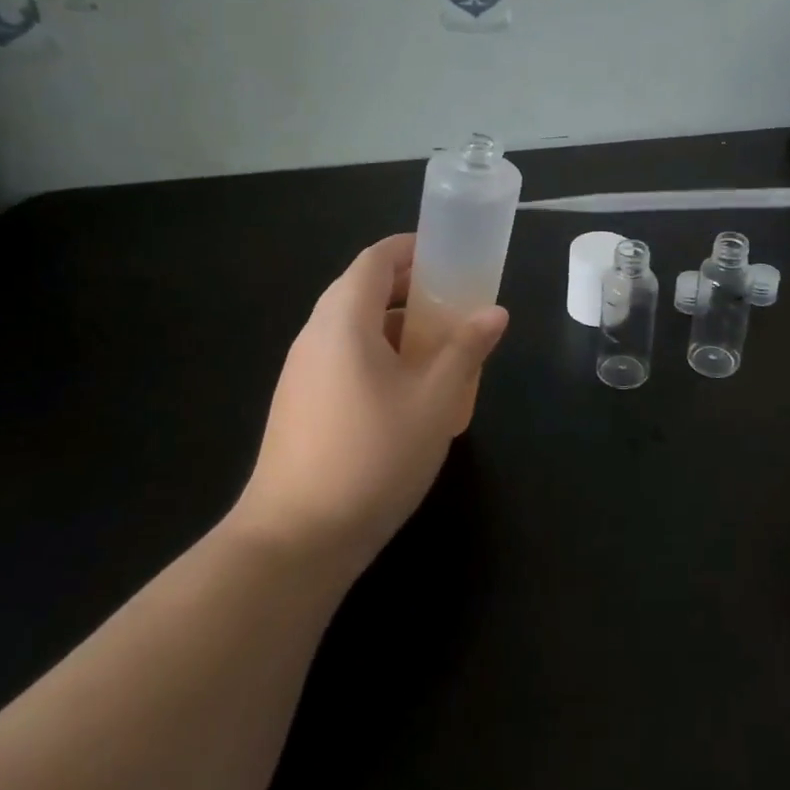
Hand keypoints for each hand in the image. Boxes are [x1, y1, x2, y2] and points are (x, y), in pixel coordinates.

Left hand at [226, 235, 508, 577]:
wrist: (294, 541)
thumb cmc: (372, 456)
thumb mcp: (435, 398)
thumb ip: (466, 348)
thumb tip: (495, 313)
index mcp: (343, 320)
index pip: (375, 259)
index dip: (412, 249)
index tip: (451, 255)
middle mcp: (315, 335)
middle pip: (362, 290)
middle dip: (411, 288)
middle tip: (456, 302)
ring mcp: (302, 372)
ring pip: (354, 328)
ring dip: (397, 325)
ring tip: (441, 348)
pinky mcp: (300, 405)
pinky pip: (344, 358)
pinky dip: (379, 354)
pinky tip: (409, 392)